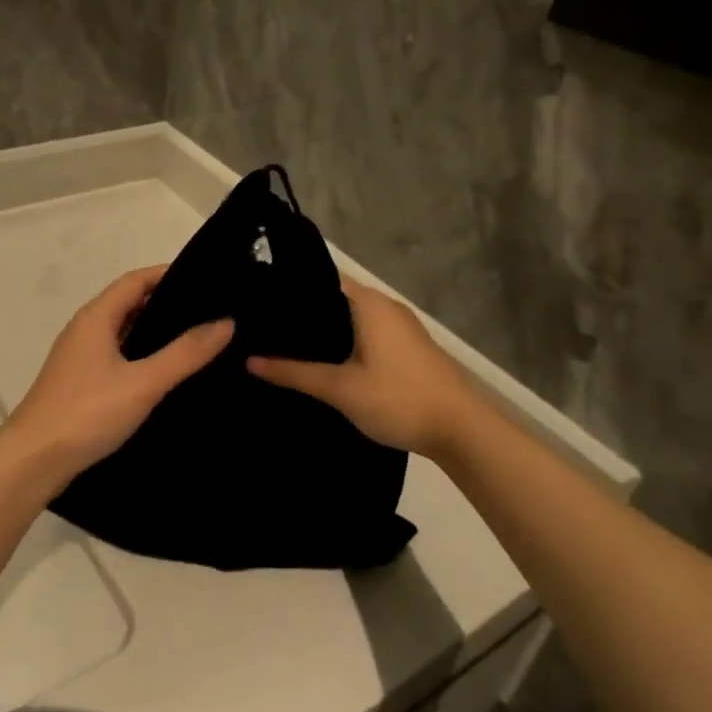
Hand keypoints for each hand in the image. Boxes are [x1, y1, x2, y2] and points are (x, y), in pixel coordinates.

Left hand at [1, 266, 232, 488]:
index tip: (206, 280)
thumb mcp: (143, 382)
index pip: (136, 280)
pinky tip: (164, 373)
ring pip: (123, 331)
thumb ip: (185, 353)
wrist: (33, 460)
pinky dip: (142, 354)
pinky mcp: (80, 382)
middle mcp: (85, 329)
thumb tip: (226, 321)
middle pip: (129, 302)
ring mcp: (79, 357)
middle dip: (166, 303)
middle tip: (209, 311)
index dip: (168, 274)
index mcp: (96, 317)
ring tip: (196, 339)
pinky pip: (117, 355)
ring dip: (154, 331)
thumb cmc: (87, 413)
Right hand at [247, 278, 479, 458]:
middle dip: (302, 314)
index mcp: (368, 303)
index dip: (289, 290)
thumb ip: (294, 373)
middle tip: (262, 328)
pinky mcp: (407, 347)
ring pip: (350, 319)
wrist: (463, 431)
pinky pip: (364, 333)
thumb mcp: (340, 388)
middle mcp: (384, 306)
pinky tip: (323, 363)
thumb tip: (249, 360)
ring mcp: (400, 326)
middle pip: (333, 299)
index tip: (257, 303)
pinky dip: (342, 342)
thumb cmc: (398, 399)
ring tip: (283, 345)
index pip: (319, 279)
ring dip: (323, 331)